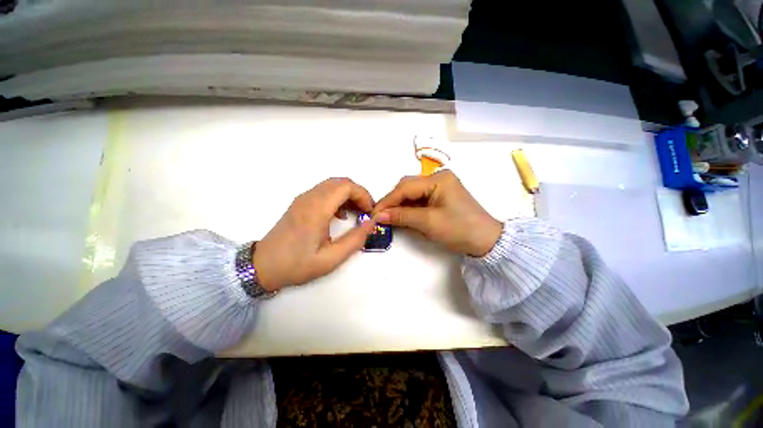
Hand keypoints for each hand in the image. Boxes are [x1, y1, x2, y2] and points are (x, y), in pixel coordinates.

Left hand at [253, 178, 377, 290]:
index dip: (363, 195)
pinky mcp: (300, 203)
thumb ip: (355, 240)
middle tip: (366, 211)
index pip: (345, 187)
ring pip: (332, 184)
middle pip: (340, 182)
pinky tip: (340, 215)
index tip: (370, 211)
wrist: (262, 266)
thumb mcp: (331, 259)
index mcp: (316, 210)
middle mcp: (309, 198)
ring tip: (357, 213)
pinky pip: (324, 191)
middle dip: (358, 193)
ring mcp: (303, 199)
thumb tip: (371, 223)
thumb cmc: (297, 265)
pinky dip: (338, 197)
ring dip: (348, 195)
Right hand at [373, 170, 501, 256]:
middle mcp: (438, 178)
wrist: (486, 241)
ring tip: (388, 217)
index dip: (387, 200)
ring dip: (400, 205)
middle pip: (407, 187)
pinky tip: (402, 216)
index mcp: (438, 179)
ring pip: (412, 193)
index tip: (374, 213)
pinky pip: (419, 199)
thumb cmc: (459, 229)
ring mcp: (440, 187)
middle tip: (380, 216)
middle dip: (393, 202)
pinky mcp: (440, 196)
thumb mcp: (428, 222)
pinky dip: (409, 208)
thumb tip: (378, 215)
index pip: (405, 187)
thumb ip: (402, 216)